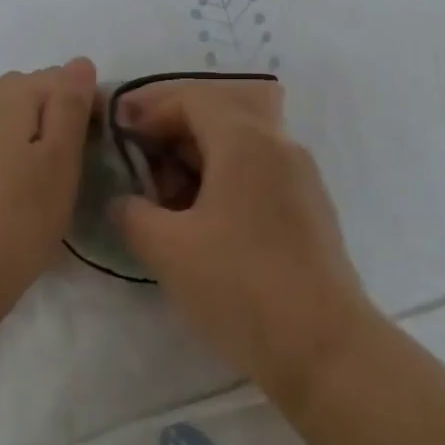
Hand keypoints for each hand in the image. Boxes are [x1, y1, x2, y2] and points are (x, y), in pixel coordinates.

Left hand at [0, 59, 97, 313]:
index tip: (101, 144)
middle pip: (29, 93)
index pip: (59, 78)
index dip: (87, 104)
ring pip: (8, 120)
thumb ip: (70, 104)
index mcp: (9, 98)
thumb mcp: (60, 157)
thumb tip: (79, 62)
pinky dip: (12, 155)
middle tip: (78, 160)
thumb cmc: (20, 216)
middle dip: (58, 115)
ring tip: (51, 178)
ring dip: (34, 135)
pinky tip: (20, 190)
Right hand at [107, 78, 378, 401]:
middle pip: (218, 116)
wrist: (323, 346)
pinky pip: (258, 174)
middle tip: (138, 169)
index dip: (150, 110)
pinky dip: (224, 182)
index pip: (192, 98)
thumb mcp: (167, 249)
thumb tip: (125, 202)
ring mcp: (300, 177)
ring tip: (164, 201)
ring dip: (197, 162)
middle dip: (171, 136)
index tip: (120, 137)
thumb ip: (132, 213)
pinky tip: (202, 222)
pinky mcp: (309, 208)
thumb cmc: (239, 285)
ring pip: (239, 147)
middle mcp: (278, 145)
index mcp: (245, 140)